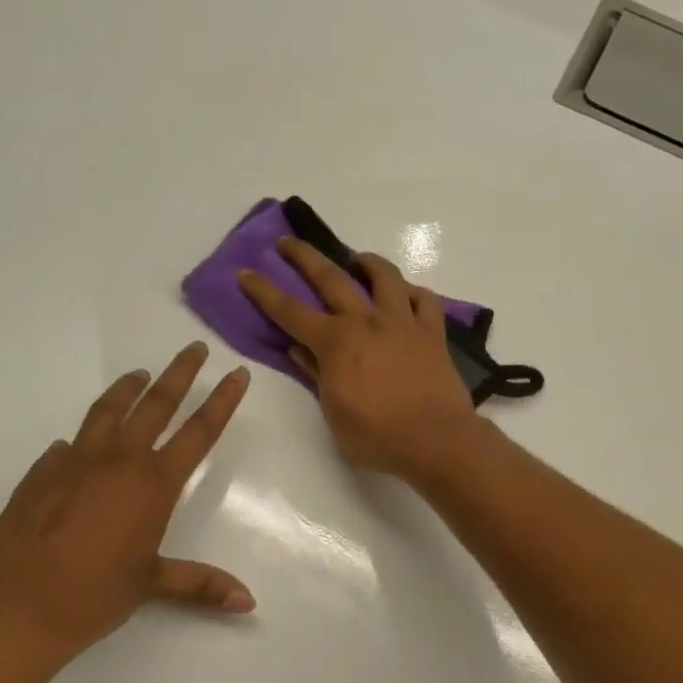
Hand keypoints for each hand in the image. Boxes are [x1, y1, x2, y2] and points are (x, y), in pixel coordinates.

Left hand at [0, 342, 252, 667]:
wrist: (15, 606)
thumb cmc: (94, 595)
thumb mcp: (152, 585)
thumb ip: (201, 584)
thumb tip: (249, 602)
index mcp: (153, 484)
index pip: (199, 432)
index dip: (222, 401)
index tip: (236, 373)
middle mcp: (118, 461)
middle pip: (157, 404)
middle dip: (180, 374)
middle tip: (195, 348)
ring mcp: (75, 461)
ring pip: (108, 410)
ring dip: (128, 389)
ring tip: (139, 373)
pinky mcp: (41, 472)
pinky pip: (68, 445)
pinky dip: (82, 438)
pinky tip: (76, 444)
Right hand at [237, 238, 475, 477]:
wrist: (436, 440)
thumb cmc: (377, 436)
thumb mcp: (334, 412)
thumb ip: (316, 374)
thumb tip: (298, 349)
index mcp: (336, 342)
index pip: (290, 311)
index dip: (264, 291)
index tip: (246, 272)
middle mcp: (367, 321)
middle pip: (331, 278)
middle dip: (305, 256)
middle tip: (288, 242)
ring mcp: (403, 323)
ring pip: (385, 277)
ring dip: (367, 262)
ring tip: (357, 259)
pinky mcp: (433, 333)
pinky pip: (424, 300)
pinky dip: (412, 293)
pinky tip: (406, 295)